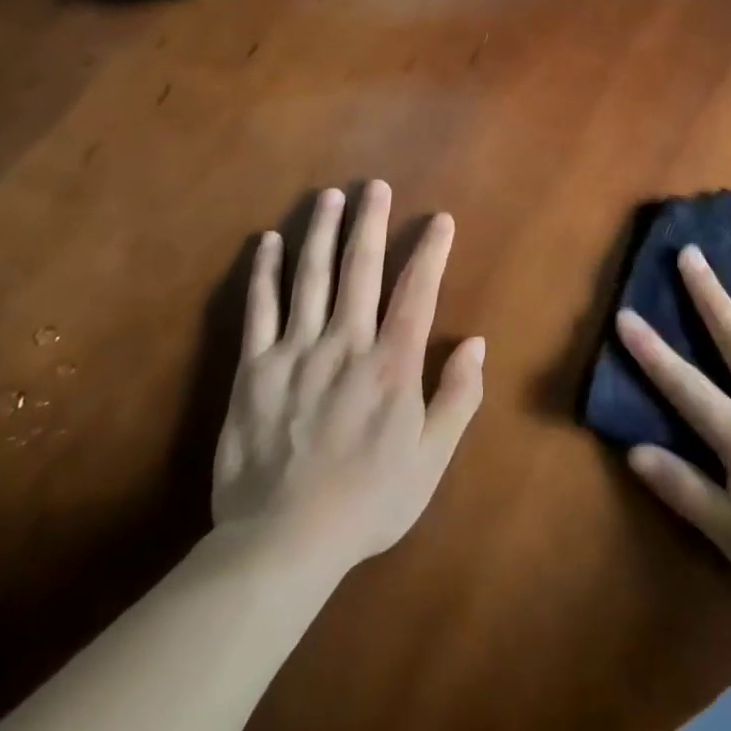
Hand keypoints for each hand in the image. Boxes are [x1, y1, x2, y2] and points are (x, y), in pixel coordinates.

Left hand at [212, 182, 484, 572]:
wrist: (281, 544)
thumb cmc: (366, 503)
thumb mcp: (431, 461)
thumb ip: (457, 398)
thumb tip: (476, 343)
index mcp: (391, 366)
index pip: (417, 292)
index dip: (431, 251)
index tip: (439, 220)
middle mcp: (345, 345)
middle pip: (360, 270)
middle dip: (370, 223)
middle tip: (375, 186)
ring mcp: (295, 353)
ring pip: (310, 278)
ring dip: (321, 232)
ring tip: (328, 196)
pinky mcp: (253, 369)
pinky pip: (259, 310)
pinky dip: (265, 273)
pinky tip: (267, 242)